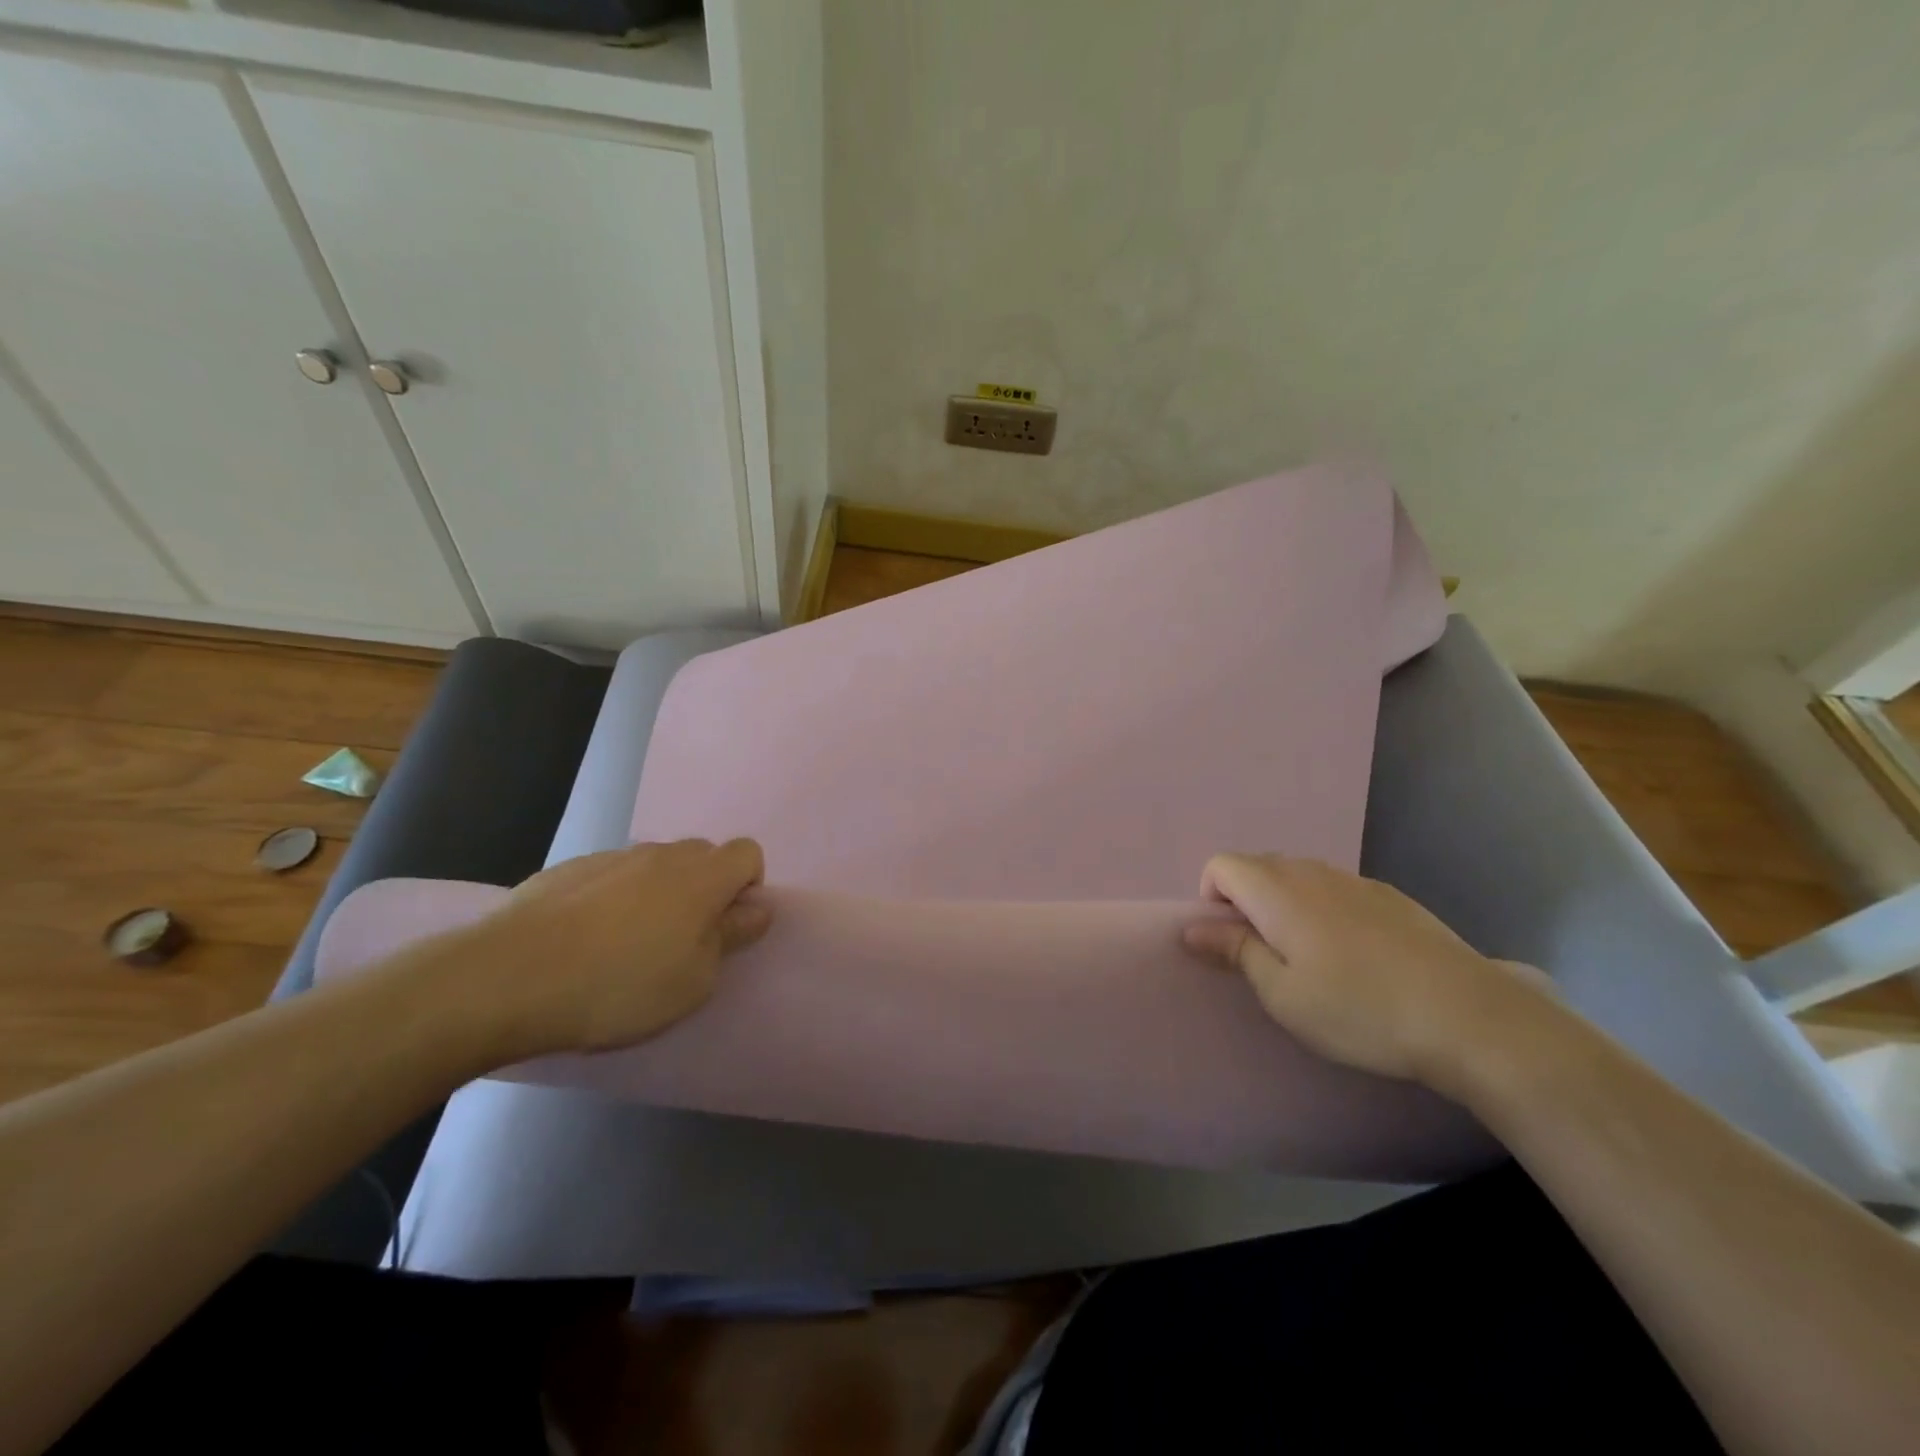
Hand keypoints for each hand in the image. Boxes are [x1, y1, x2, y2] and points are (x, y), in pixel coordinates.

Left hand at [449, 838, 770, 1059]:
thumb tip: (756, 908)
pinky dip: (614, 899)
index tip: (726, 927)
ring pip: (656, 866)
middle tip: (682, 940)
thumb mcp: (694, 981)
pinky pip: (612, 876)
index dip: (747, 886)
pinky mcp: (568, 869)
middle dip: (704, 889)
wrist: (508, 978)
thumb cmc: (619, 986)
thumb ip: (732, 937)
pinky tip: (585, 940)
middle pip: (703, 856)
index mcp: (702, 877)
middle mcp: (662, 854)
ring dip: (659, 894)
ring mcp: (612, 857)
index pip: (748, 853)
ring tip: (628, 945)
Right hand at [1183, 854, 1553, 1090]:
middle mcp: (1311, 871)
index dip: (1211, 899)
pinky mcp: (1391, 896)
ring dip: (1284, 906)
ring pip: (1298, 877)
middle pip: (1257, 866)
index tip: (1230, 944)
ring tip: (1311, 959)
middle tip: (1267, 957)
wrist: (1469, 1017)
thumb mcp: (1283, 994)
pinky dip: (1324, 910)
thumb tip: (1192, 927)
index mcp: (1276, 891)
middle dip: (1245, 902)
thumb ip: (1235, 951)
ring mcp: (1355, 880)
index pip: (1220, 865)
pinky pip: (1335, 889)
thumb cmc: (1360, 1010)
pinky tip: (1356, 957)